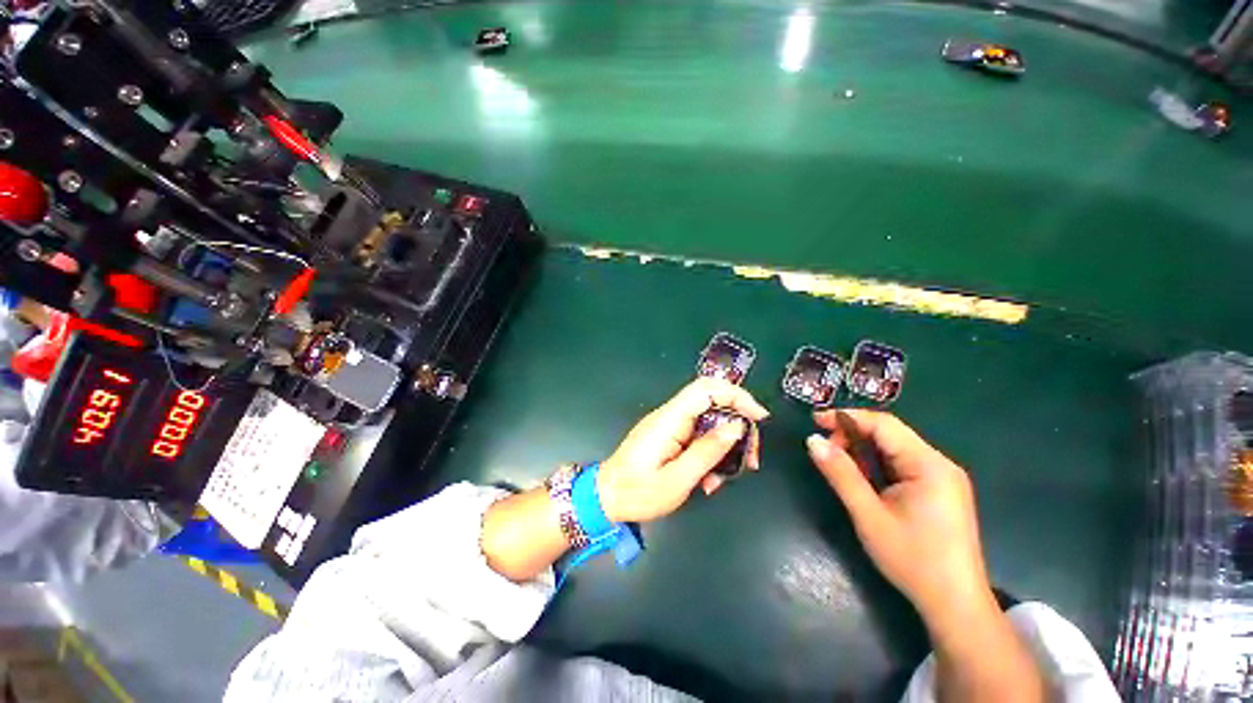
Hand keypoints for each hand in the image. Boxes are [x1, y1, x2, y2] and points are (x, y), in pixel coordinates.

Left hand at [598, 378, 768, 523]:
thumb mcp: (678, 479)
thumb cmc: (638, 492)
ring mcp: (670, 425)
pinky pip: (698, 436)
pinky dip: (710, 455)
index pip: (706, 388)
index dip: (736, 395)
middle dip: (737, 427)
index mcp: (670, 418)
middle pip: (713, 404)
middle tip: (750, 459)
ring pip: (709, 423)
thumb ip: (707, 451)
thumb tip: (736, 426)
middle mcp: (671, 415)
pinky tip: (707, 481)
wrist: (606, 497)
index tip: (759, 417)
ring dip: (724, 447)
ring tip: (722, 479)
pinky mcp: (670, 436)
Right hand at [806, 410, 990, 619]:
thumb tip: (812, 440)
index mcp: (929, 465)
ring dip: (864, 450)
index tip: (814, 420)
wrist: (956, 605)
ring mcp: (943, 478)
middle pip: (890, 434)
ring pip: (895, 448)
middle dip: (853, 434)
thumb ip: (840, 474)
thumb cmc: (913, 560)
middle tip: (824, 449)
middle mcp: (940, 464)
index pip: (884, 424)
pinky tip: (864, 477)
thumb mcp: (869, 515)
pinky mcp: (941, 491)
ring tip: (838, 462)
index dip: (846, 417)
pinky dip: (877, 464)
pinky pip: (903, 464)